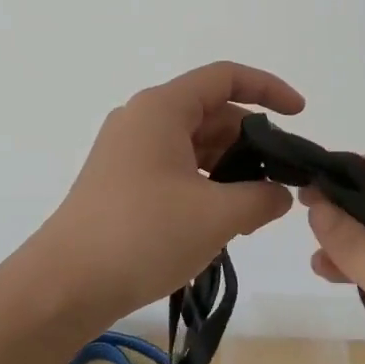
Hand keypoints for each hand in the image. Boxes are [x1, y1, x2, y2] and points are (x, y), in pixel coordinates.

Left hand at [32, 61, 305, 328]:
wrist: (64, 286)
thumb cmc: (142, 235)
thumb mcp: (216, 216)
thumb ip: (262, 198)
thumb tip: (281, 193)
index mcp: (162, 109)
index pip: (225, 77)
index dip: (268, 88)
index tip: (300, 115)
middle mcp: (143, 119)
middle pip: (211, 113)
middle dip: (251, 143)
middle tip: (282, 182)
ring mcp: (129, 150)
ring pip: (195, 144)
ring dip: (230, 169)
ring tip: (255, 211)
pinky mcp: (122, 180)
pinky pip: (176, 167)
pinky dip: (205, 184)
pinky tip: (223, 221)